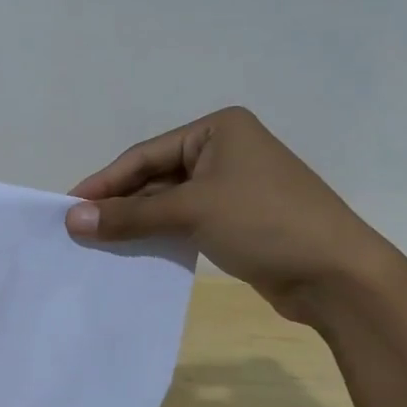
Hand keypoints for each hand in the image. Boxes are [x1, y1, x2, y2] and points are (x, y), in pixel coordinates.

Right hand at [64, 106, 406, 323]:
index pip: (146, 154)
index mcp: (218, 130)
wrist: (337, 275)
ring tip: (99, 243)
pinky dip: (159, 234)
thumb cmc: (265, 223)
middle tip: (80, 228)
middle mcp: (225, 151)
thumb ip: (129, 215)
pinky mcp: (237, 220)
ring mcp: (233, 186)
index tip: (68, 206)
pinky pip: (185, 221)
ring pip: (169, 201)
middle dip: (120, 203)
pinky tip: (133, 251)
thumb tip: (72, 219)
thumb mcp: (191, 212)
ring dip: (137, 221)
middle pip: (156, 176)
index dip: (105, 181)